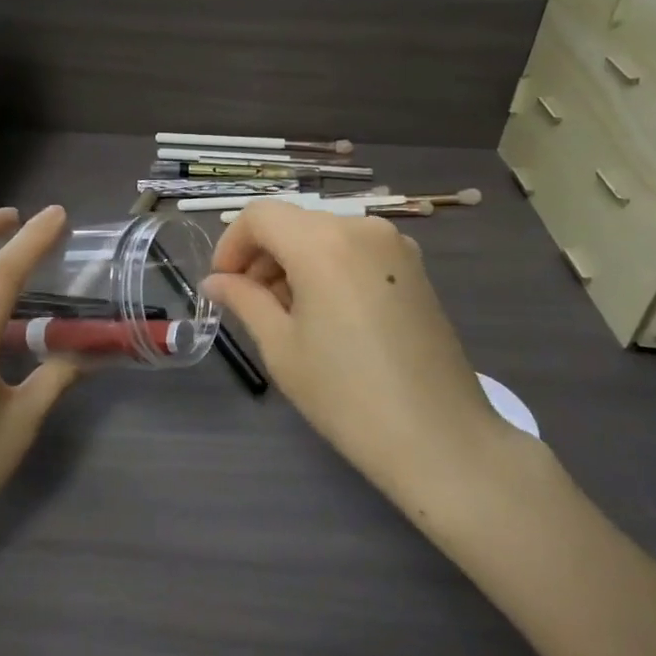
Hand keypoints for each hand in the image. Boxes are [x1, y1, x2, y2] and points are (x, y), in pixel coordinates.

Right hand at [205, 203, 520, 519]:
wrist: (440, 439)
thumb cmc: (346, 395)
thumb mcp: (281, 346)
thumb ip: (244, 300)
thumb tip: (215, 282)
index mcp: (323, 242)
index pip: (260, 216)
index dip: (231, 244)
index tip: (222, 285)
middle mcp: (361, 228)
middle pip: (293, 223)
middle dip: (262, 256)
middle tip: (248, 304)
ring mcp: (394, 246)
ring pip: (324, 235)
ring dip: (294, 263)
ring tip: (286, 315)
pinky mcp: (414, 269)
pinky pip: (355, 251)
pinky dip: (328, 268)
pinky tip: (325, 314)